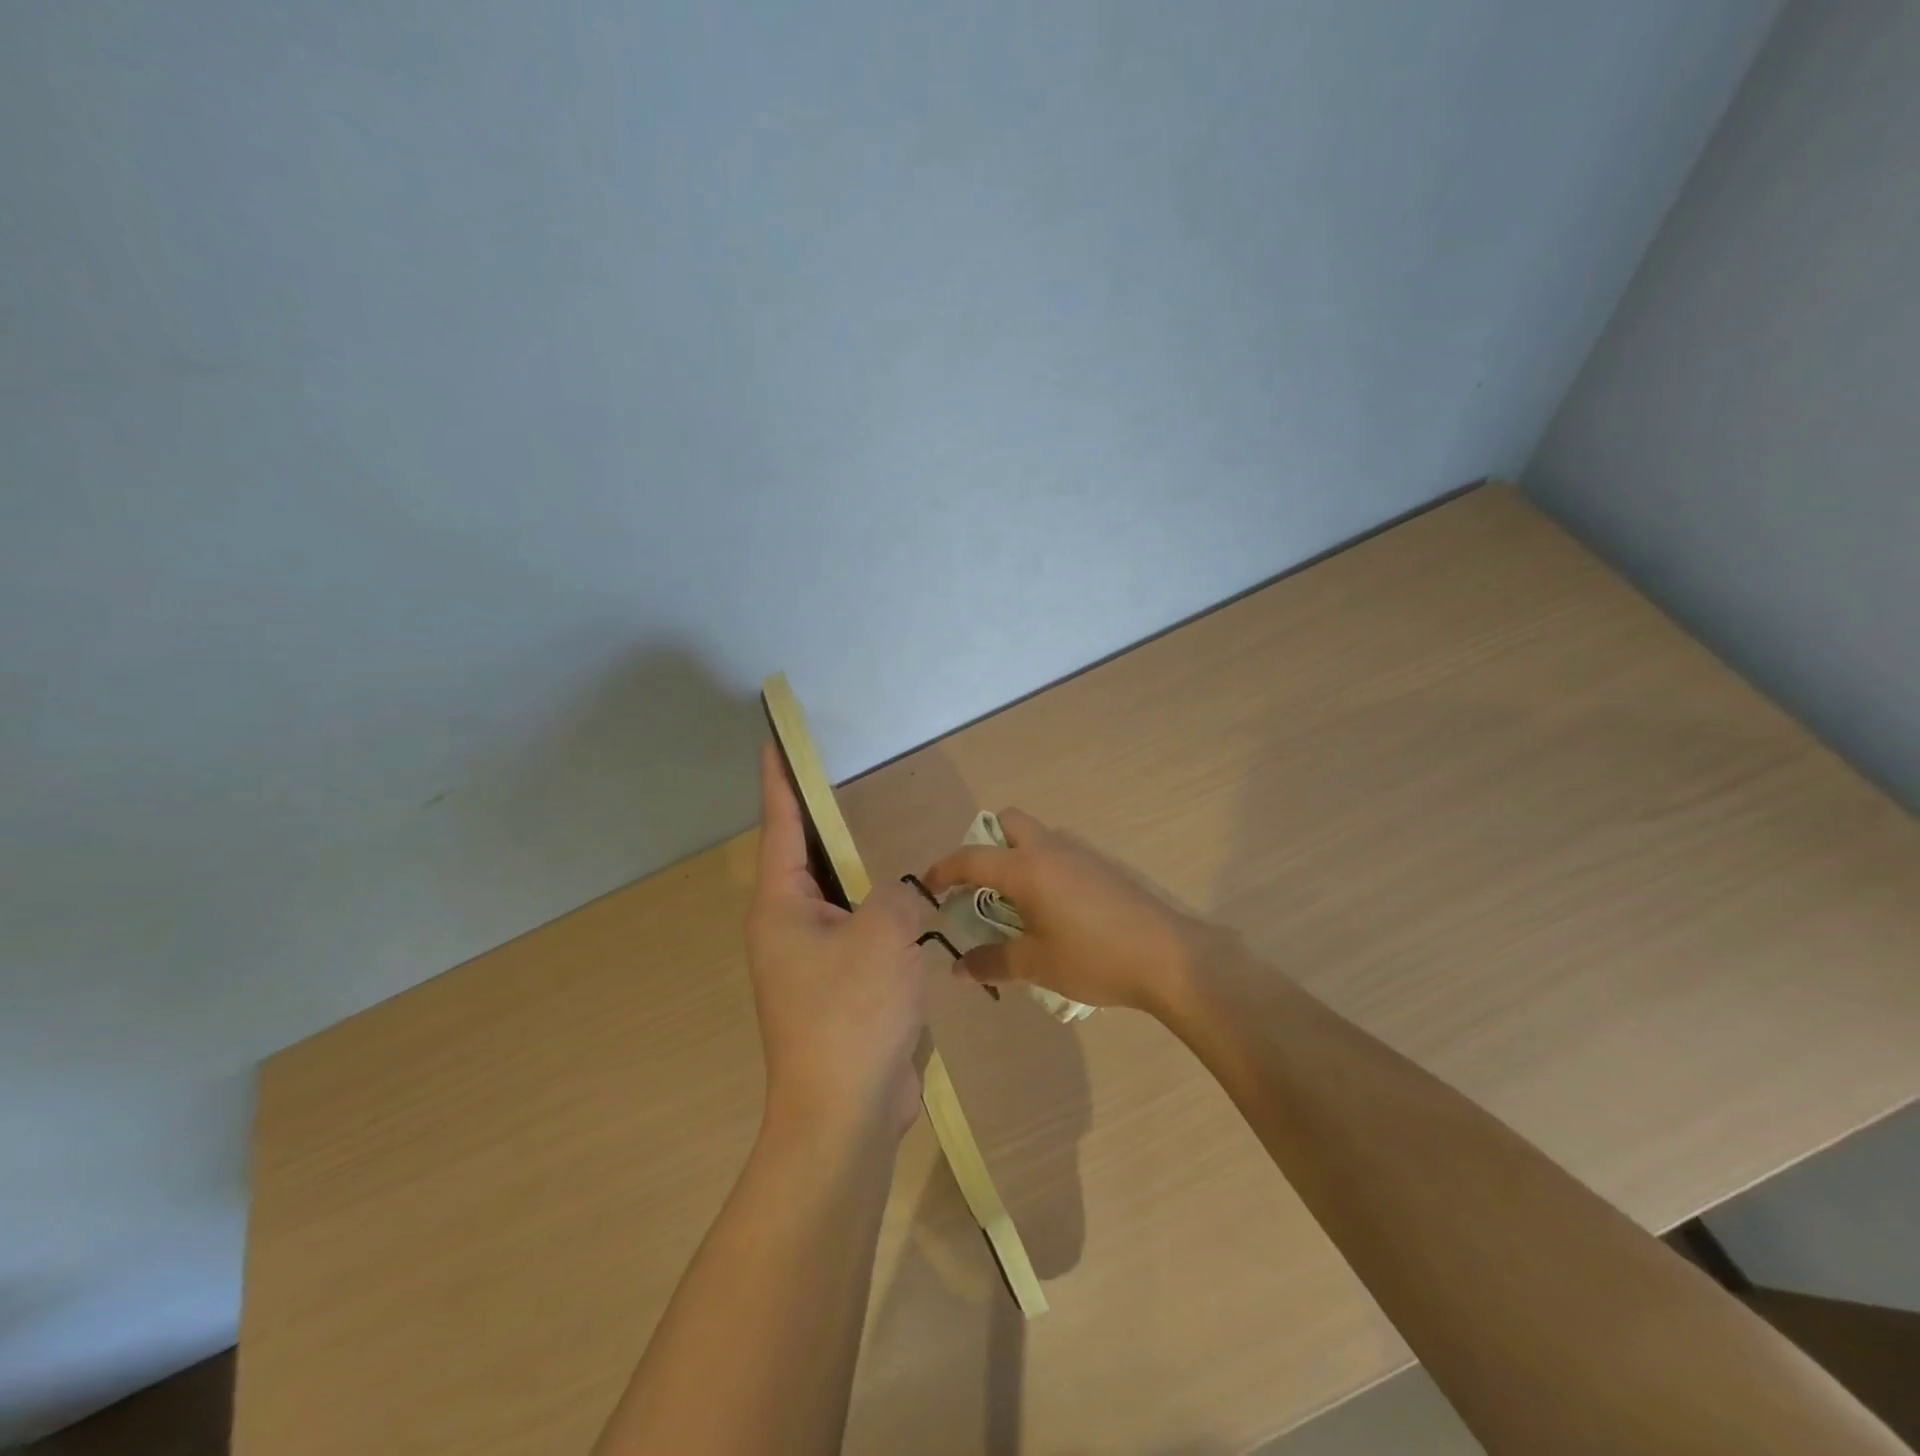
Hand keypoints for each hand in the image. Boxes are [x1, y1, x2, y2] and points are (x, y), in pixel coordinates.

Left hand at [746, 742, 935, 1139]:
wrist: (844, 1112)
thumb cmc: (853, 1010)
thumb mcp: (885, 932)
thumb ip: (896, 894)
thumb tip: (898, 897)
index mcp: (781, 906)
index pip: (781, 826)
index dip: (781, 781)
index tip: (775, 743)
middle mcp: (786, 928)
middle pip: (806, 860)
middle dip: (822, 823)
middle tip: (841, 785)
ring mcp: (809, 963)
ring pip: (835, 900)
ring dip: (856, 875)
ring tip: (879, 841)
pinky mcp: (836, 991)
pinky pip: (856, 935)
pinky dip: (876, 917)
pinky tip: (905, 909)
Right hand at [920, 808, 1213, 1018]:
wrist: (1169, 957)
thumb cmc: (1094, 958)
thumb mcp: (1037, 965)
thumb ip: (993, 962)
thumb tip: (960, 967)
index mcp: (1026, 869)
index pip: (971, 858)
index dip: (944, 870)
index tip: (927, 888)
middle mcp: (1050, 849)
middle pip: (1008, 823)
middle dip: (985, 844)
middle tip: (978, 886)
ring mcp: (1080, 854)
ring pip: (1036, 837)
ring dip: (1016, 857)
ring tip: (1014, 905)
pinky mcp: (1102, 867)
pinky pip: (1059, 853)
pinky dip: (1042, 868)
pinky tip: (1052, 911)